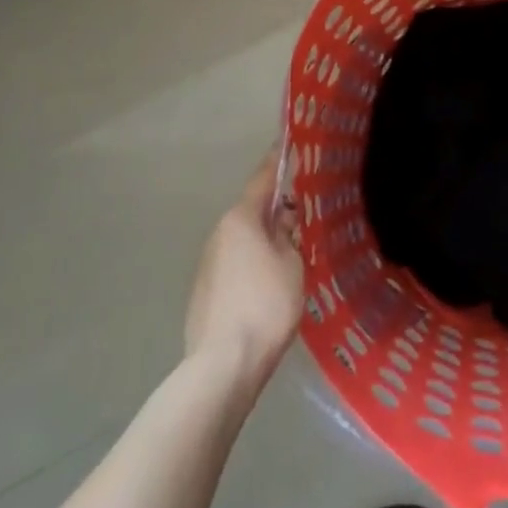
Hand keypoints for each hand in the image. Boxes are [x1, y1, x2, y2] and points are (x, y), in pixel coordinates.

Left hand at [183, 146, 303, 382]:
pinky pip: (235, 265)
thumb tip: (282, 216)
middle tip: (302, 210)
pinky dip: (252, 264)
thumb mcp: (292, 264)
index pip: (262, 179)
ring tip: (291, 250)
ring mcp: (208, 264)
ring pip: (243, 240)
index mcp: (241, 219)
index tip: (288, 142)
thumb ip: (288, 234)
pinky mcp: (204, 292)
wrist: (223, 365)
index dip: (277, 161)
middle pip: (251, 211)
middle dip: (275, 209)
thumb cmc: (265, 305)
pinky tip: (268, 285)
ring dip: (263, 239)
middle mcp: (219, 233)